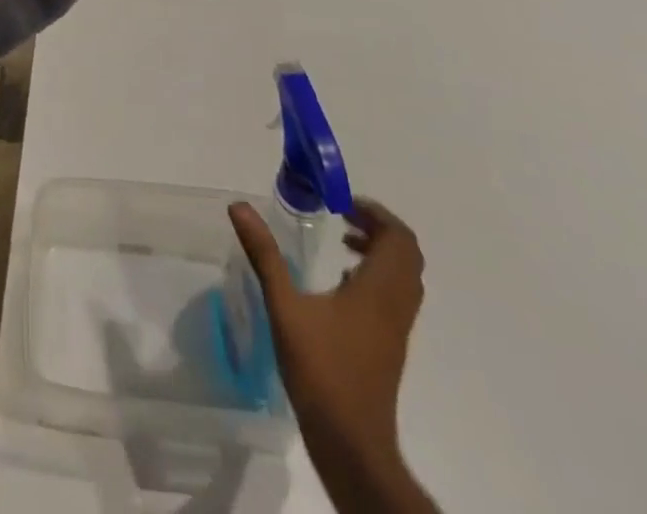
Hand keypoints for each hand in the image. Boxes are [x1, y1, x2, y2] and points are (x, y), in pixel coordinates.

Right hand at [229, 198, 433, 511]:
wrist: (352, 444)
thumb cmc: (321, 371)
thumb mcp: (285, 307)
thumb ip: (264, 255)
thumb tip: (240, 207)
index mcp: (379, 291)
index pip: (399, 238)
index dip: (375, 213)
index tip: (341, 202)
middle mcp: (396, 305)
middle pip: (406, 254)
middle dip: (377, 227)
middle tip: (342, 215)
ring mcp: (396, 329)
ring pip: (404, 277)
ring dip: (379, 251)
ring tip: (342, 241)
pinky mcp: (389, 346)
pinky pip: (394, 296)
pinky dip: (375, 276)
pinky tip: (340, 283)